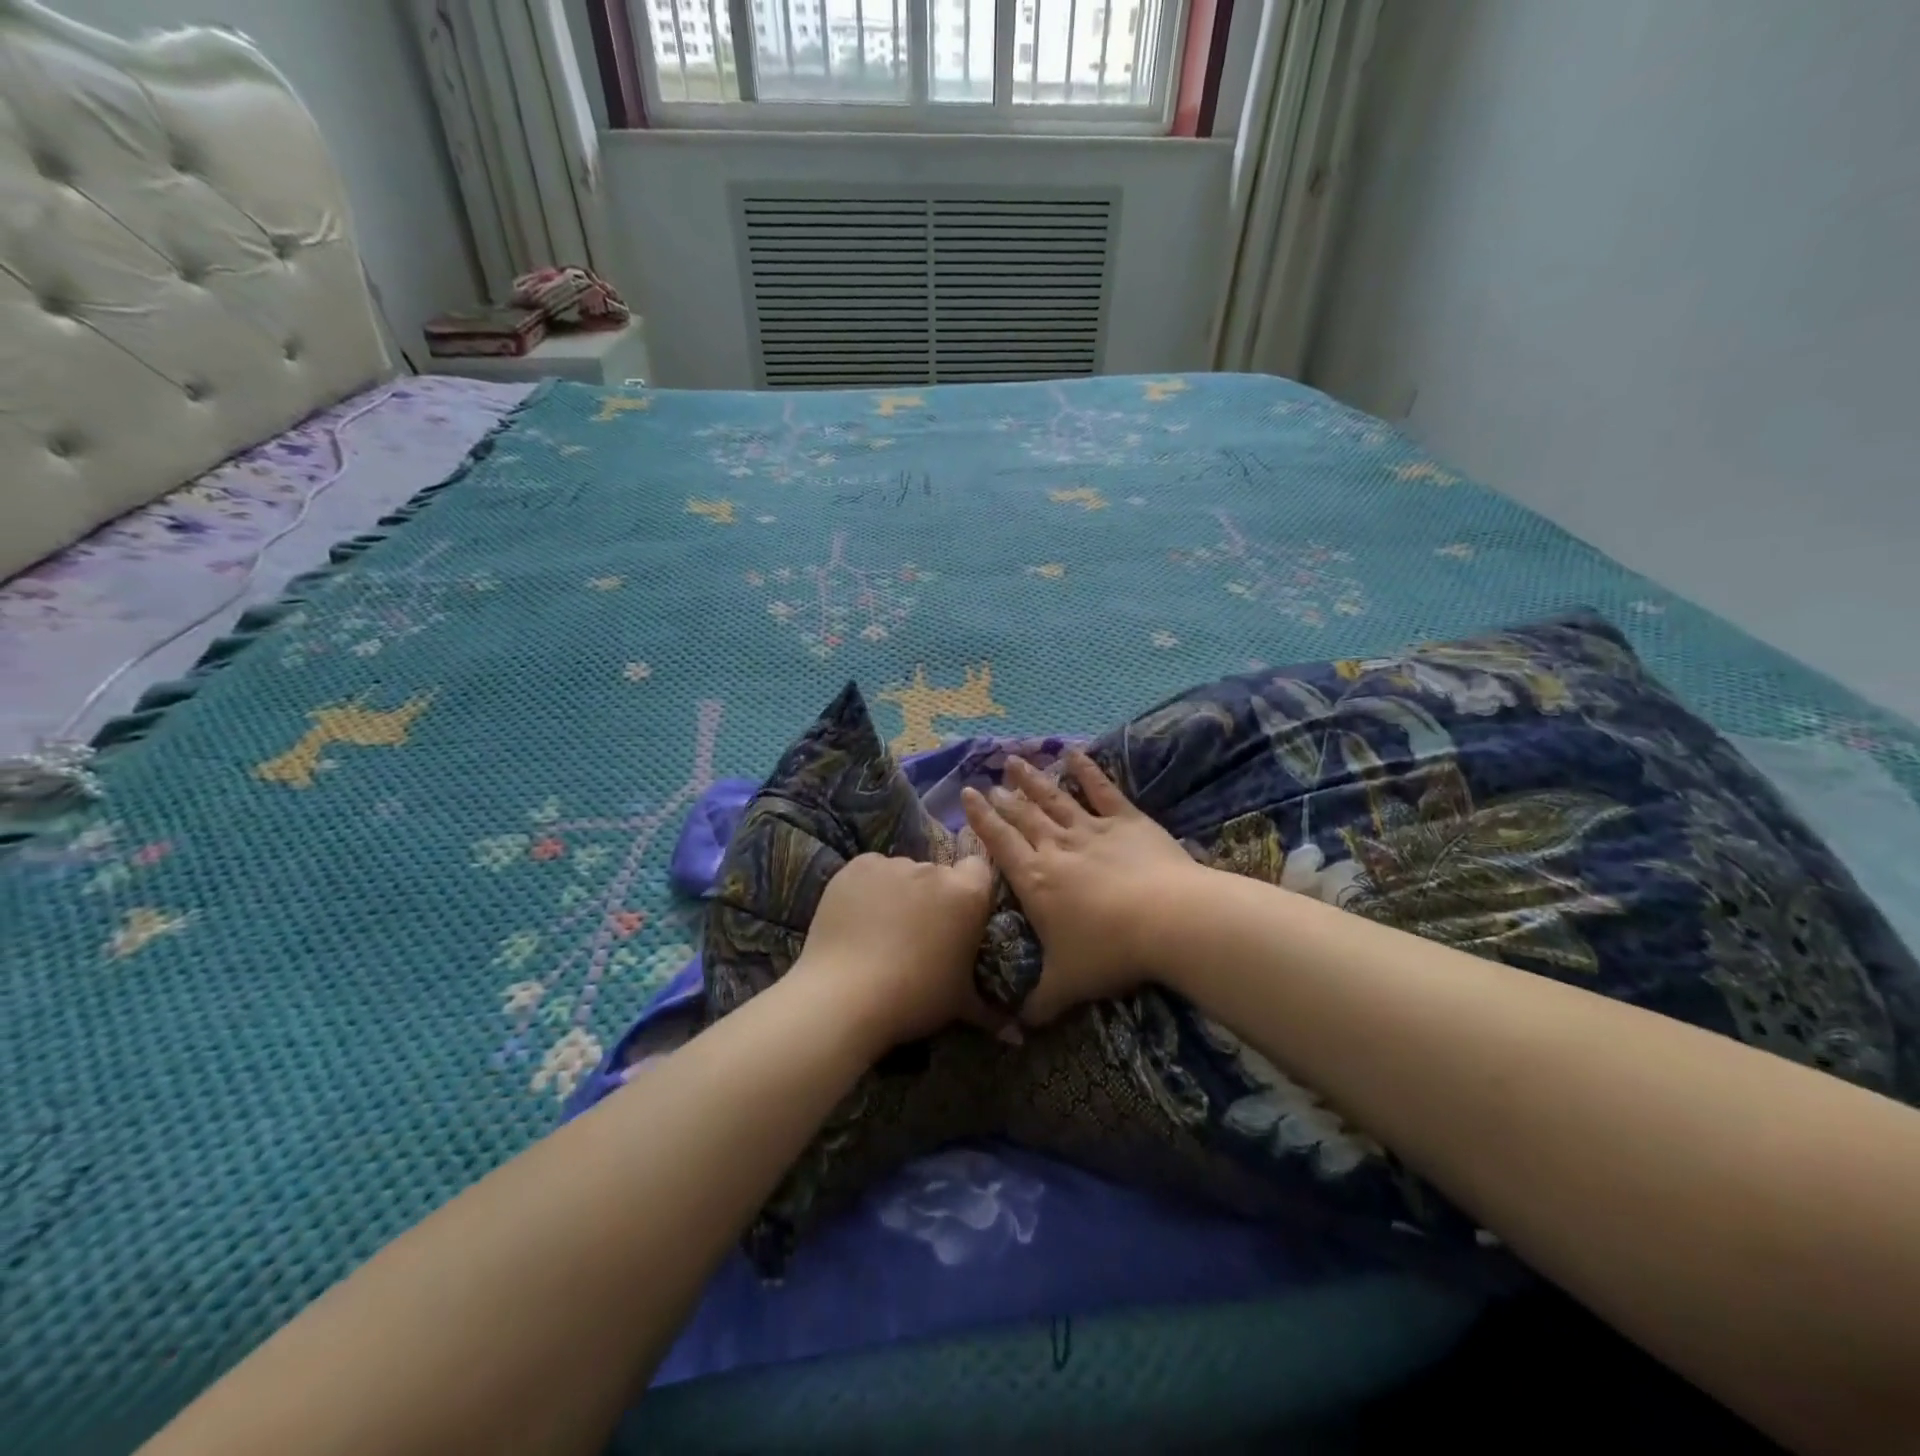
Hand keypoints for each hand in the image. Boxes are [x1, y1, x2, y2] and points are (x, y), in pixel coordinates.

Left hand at [789, 851, 996, 1053]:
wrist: (844, 996)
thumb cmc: (914, 998)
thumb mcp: (960, 1004)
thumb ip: (990, 1008)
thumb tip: (1016, 1033)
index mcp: (967, 894)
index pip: (979, 870)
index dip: (971, 891)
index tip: (959, 917)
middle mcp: (933, 869)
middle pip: (938, 873)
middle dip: (933, 896)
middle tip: (918, 932)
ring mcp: (892, 864)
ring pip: (903, 873)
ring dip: (899, 892)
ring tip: (881, 929)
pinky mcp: (856, 866)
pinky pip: (871, 872)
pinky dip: (868, 888)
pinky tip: (858, 918)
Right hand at [961, 750, 1212, 1023]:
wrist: (1168, 921)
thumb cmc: (1109, 951)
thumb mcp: (1067, 985)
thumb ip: (1039, 1003)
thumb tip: (1017, 1029)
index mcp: (1036, 880)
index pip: (1000, 843)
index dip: (981, 819)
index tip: (967, 795)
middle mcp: (1057, 847)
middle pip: (1023, 816)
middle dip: (1004, 797)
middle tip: (988, 778)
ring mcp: (1092, 830)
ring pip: (1054, 799)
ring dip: (1034, 779)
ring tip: (1015, 759)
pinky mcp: (1127, 821)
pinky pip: (1102, 790)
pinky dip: (1087, 771)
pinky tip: (1074, 753)